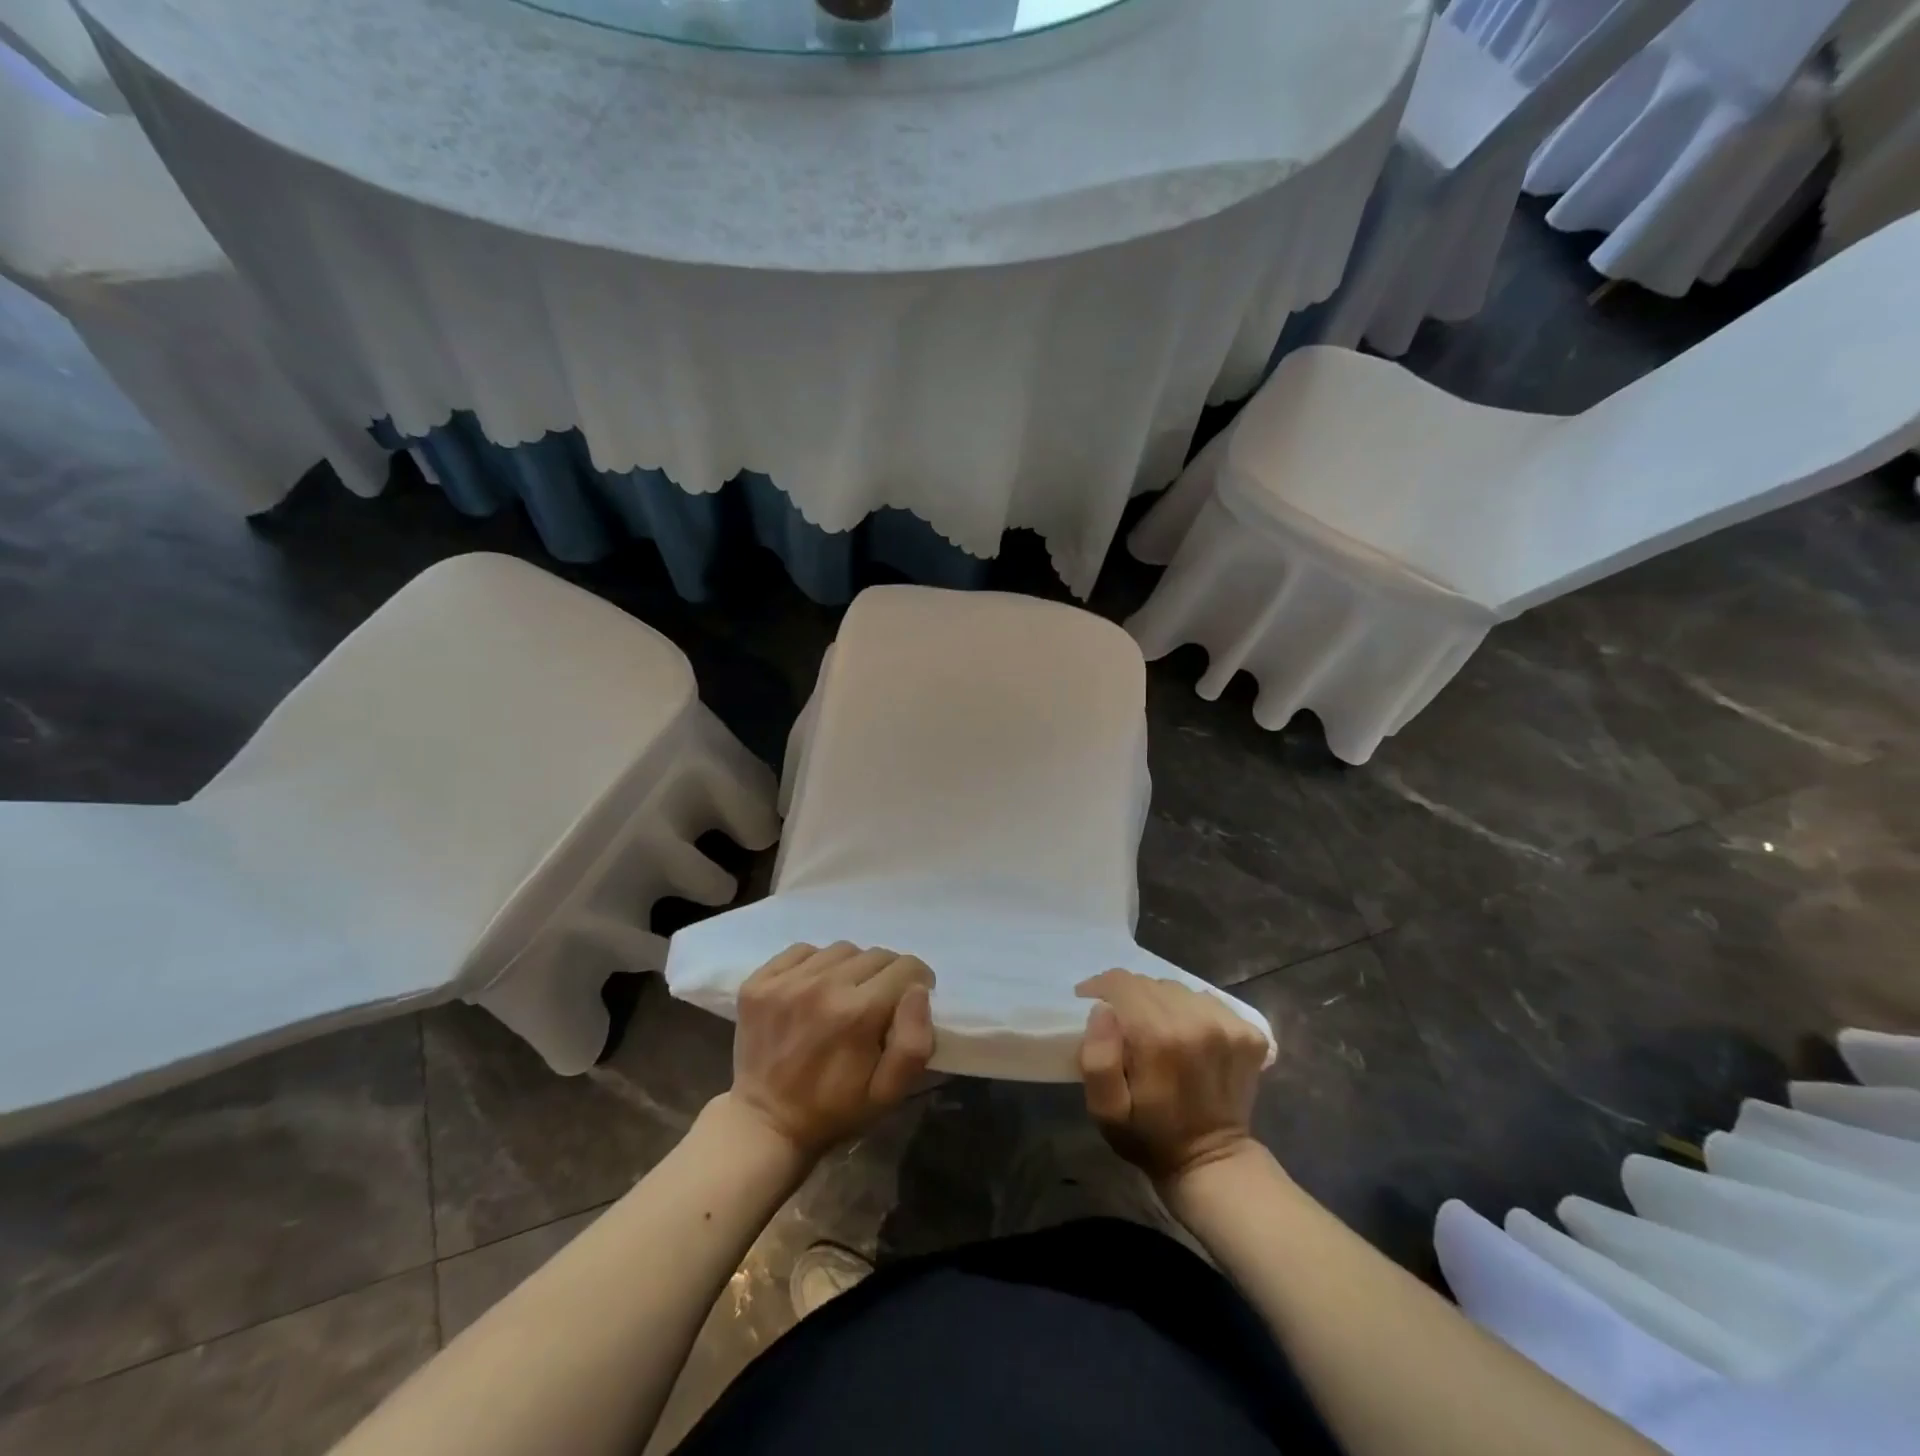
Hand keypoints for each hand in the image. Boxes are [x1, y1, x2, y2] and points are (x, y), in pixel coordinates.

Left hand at [727, 942, 935, 1159]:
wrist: (764, 1123)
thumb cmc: (834, 1110)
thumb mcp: (888, 1093)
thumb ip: (914, 1043)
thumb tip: (918, 991)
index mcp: (858, 1013)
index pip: (906, 967)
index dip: (918, 981)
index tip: (910, 999)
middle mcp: (823, 986)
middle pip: (875, 954)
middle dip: (887, 975)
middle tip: (878, 1002)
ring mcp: (786, 981)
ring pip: (841, 950)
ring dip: (852, 967)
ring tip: (844, 994)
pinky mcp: (759, 981)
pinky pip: (802, 951)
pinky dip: (815, 964)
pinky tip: (813, 990)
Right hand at [1076, 969, 1268, 1184]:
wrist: (1213, 1162)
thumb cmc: (1149, 1136)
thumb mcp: (1106, 1111)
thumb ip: (1097, 1059)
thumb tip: (1102, 1010)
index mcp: (1159, 1037)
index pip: (1122, 983)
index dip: (1100, 985)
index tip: (1089, 998)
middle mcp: (1197, 1021)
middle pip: (1151, 984)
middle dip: (1130, 997)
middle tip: (1122, 1024)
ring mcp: (1229, 1026)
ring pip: (1179, 990)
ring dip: (1161, 1003)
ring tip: (1156, 1030)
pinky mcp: (1250, 1034)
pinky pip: (1208, 1002)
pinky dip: (1192, 1012)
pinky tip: (1188, 1036)